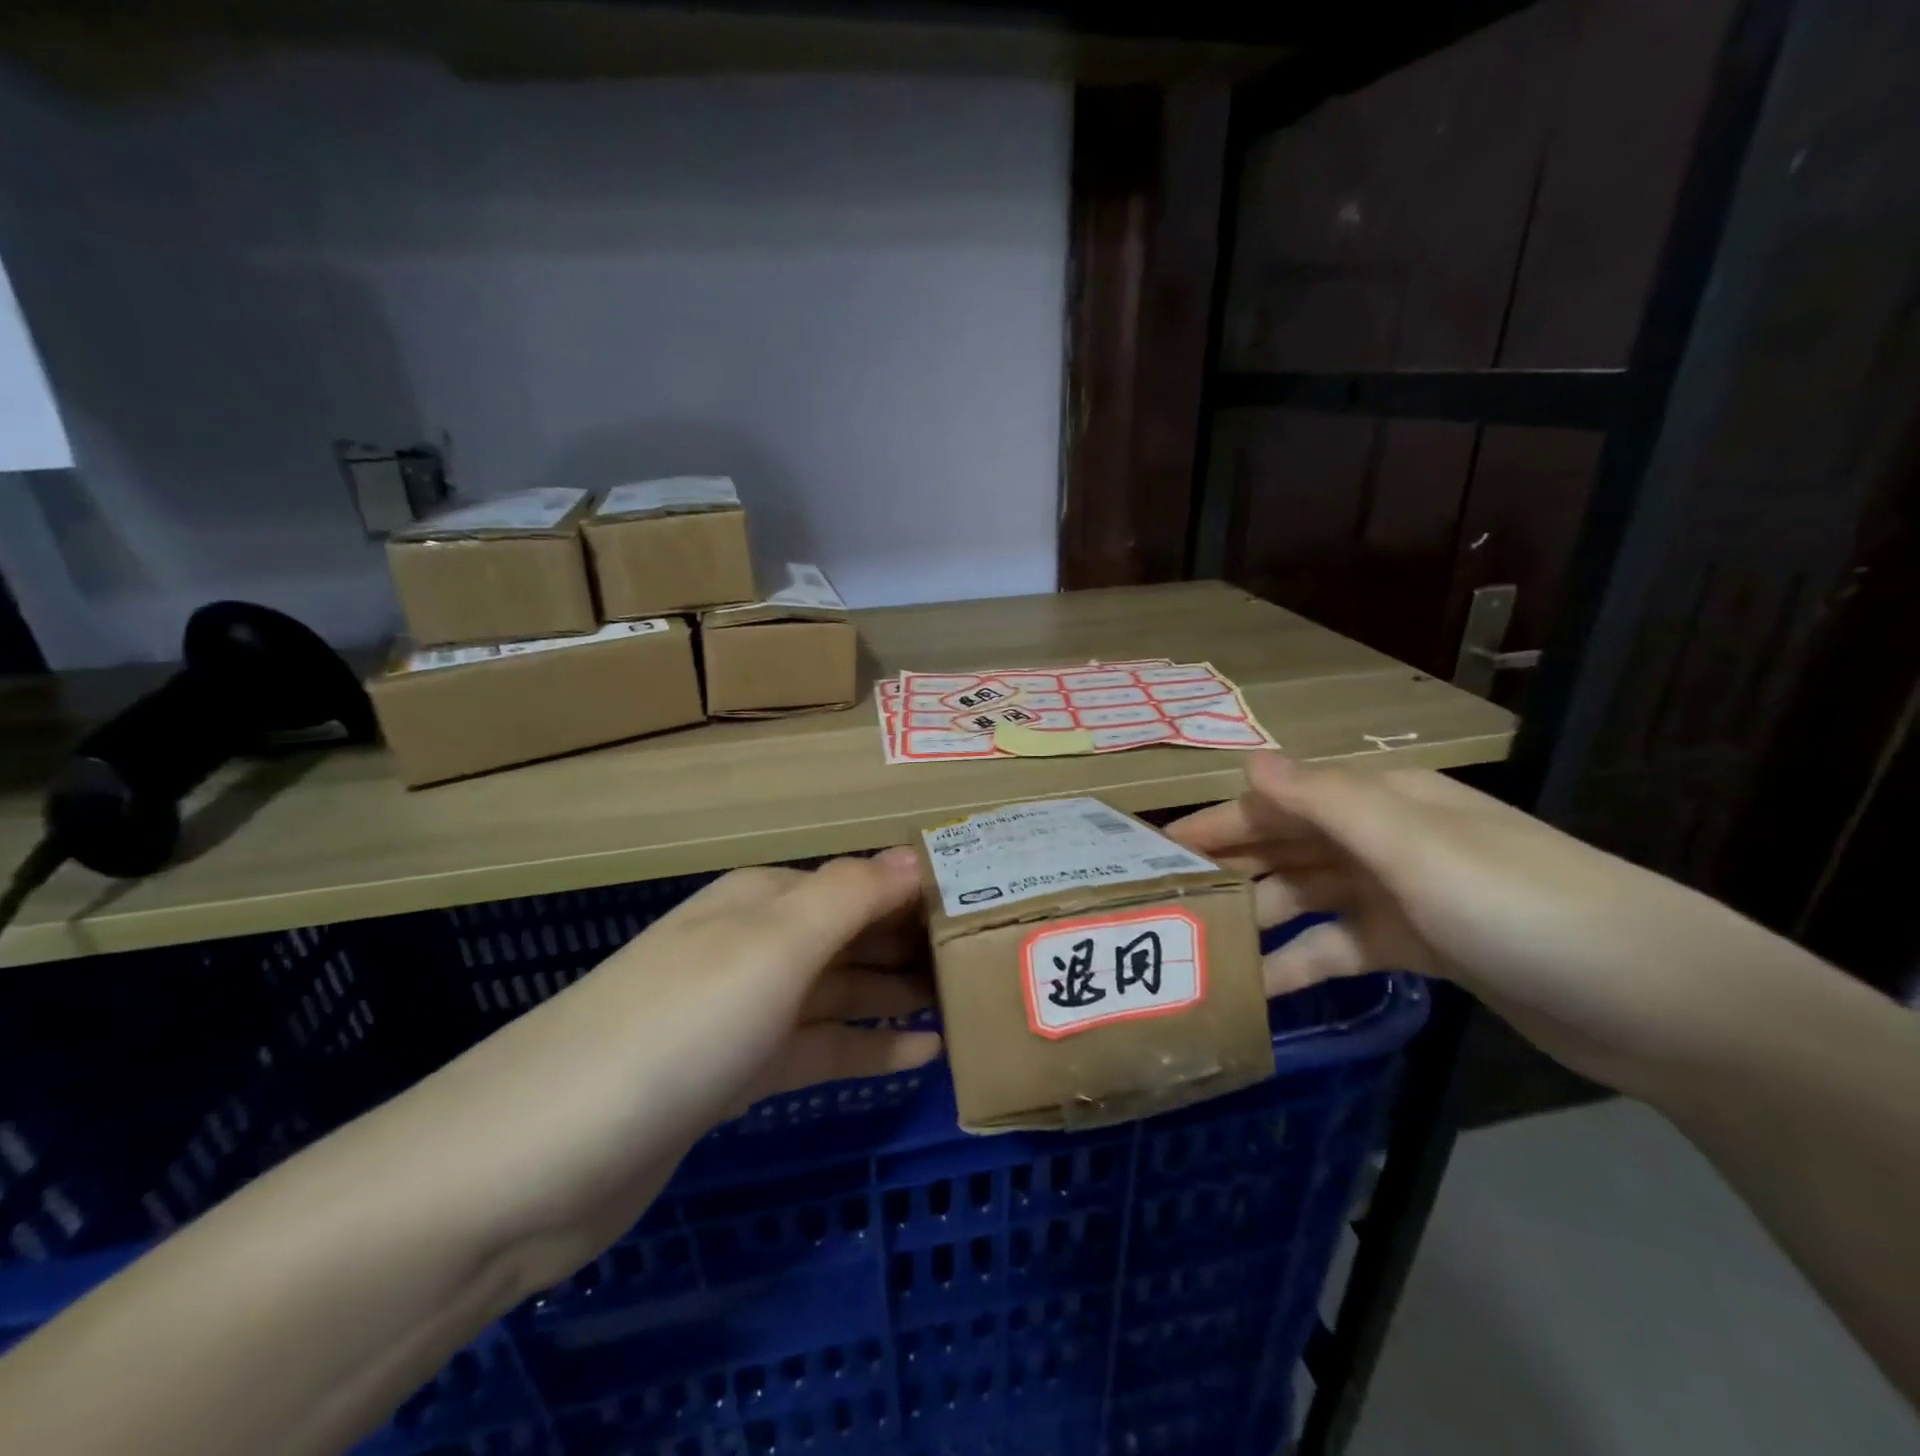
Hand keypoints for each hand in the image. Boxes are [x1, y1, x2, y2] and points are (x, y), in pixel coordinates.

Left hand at [379, 850, 941, 1286]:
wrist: (535, 1160)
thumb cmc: (675, 1028)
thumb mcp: (771, 946)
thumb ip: (849, 896)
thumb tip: (916, 856)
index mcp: (763, 899)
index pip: (860, 879)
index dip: (921, 888)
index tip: (989, 903)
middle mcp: (755, 944)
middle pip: (853, 932)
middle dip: (916, 941)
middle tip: (992, 959)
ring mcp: (743, 1012)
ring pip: (839, 990)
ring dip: (898, 992)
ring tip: (966, 1003)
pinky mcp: (733, 1075)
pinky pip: (817, 1048)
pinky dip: (865, 1046)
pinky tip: (920, 1057)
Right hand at [1166, 753, 1799, 1099]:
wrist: (1662, 1002)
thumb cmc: (1522, 906)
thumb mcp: (1416, 847)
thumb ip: (1325, 802)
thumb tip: (1247, 757)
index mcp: (1381, 802)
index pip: (1278, 802)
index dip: (1218, 822)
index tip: (1157, 851)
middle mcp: (1384, 840)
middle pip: (1287, 848)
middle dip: (1229, 869)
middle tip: (1164, 903)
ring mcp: (1402, 895)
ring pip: (1308, 898)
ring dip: (1259, 919)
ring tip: (1202, 950)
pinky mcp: (1420, 946)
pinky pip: (1341, 947)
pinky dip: (1303, 962)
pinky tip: (1263, 988)